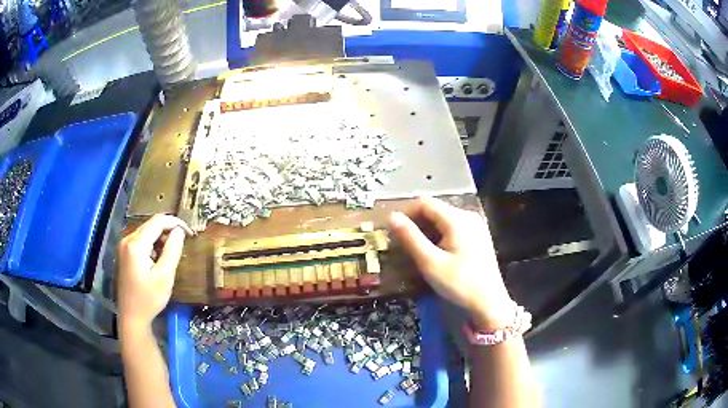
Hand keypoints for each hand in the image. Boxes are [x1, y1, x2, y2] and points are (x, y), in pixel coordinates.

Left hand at [117, 214, 192, 328]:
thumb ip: (172, 250)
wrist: (131, 316)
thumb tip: (180, 231)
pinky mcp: (125, 252)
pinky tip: (159, 258)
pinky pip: (142, 240)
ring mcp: (124, 245)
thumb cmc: (149, 299)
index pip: (158, 221)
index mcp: (136, 244)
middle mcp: (127, 239)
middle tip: (183, 244)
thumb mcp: (165, 277)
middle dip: (169, 230)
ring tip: (172, 254)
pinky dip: (153, 244)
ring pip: (147, 231)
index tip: (191, 234)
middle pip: (151, 224)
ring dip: (161, 238)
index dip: (176, 223)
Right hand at [389, 197, 513, 329]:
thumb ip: (410, 237)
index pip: (425, 203)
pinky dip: (439, 235)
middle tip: (401, 243)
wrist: (489, 302)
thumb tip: (392, 216)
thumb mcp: (430, 263)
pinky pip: (453, 227)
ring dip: (426, 229)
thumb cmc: (459, 283)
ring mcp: (475, 225)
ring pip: (443, 218)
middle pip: (435, 209)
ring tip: (415, 249)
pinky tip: (434, 252)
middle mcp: (468, 215)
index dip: (406, 213)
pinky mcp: (478, 235)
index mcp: (457, 219)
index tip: (393, 231)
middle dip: (415, 222)